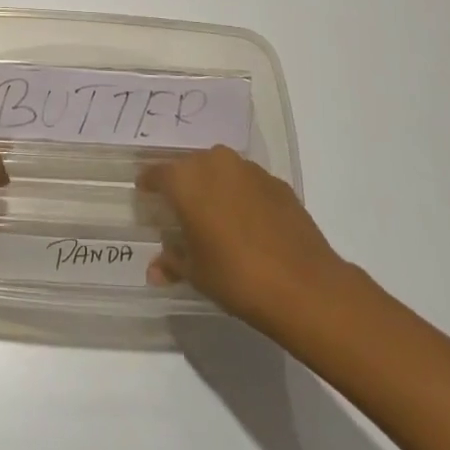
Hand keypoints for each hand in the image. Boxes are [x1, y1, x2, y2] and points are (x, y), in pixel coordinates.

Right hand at [139, 146, 348, 331]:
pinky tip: (247, 223)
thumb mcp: (196, 273)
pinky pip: (248, 183)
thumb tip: (154, 269)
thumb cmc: (236, 276)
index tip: (145, 194)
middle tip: (180, 208)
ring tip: (214, 215)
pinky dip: (242, 196)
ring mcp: (250, 170)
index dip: (149, 184)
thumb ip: (172, 262)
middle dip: (183, 184)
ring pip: (221, 171)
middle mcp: (216, 163)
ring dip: (214, 187)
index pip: (158, 173)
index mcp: (187, 179)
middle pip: (190, 167)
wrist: (304, 285)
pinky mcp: (278, 183)